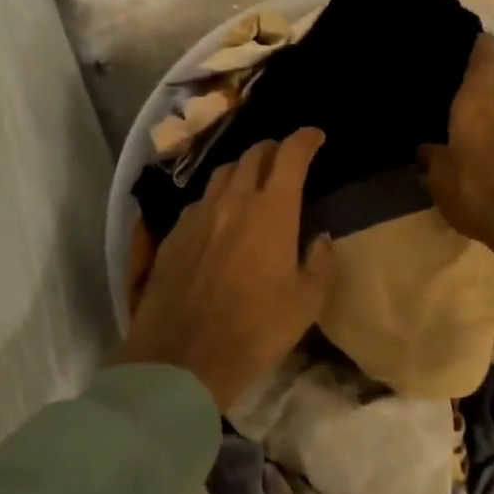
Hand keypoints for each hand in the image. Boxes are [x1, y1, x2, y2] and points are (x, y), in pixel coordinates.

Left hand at [119, 128, 335, 411]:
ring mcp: (199, 214)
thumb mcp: (306, 303)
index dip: (305, 139)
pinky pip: (200, 201)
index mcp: (272, 210)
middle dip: (273, 149)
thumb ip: (320, 262)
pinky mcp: (174, 233)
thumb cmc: (256, 330)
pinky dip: (217, 199)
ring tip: (252, 182)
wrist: (182, 358)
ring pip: (223, 174)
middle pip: (253, 155)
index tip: (315, 136)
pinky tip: (219, 218)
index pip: (291, 155)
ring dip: (242, 170)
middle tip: (285, 159)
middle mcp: (234, 200)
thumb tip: (320, 238)